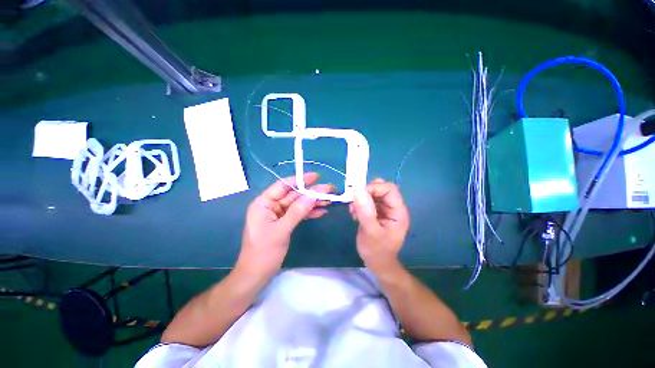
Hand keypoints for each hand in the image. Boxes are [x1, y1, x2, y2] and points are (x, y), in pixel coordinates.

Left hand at [237, 173, 332, 279]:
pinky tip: (322, 211)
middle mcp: (271, 206)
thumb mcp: (281, 230)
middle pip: (294, 195)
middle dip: (311, 193)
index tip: (316, 177)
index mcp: (264, 203)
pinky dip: (309, 213)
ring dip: (313, 202)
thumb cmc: (264, 252)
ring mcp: (278, 214)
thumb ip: (297, 211)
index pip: (283, 186)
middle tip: (329, 189)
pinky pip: (298, 214)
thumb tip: (313, 195)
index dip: (300, 180)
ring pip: (298, 204)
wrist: (256, 275)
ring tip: (329, 200)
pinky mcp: (285, 223)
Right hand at [349, 179, 409, 274]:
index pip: (389, 189)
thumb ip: (365, 212)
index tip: (358, 194)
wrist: (377, 264)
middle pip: (380, 189)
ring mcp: (384, 209)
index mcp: (398, 211)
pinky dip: (358, 204)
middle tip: (354, 202)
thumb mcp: (370, 232)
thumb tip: (357, 191)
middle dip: (365, 193)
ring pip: (372, 194)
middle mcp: (392, 207)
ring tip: (353, 211)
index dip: (374, 188)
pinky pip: (366, 201)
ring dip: (360, 199)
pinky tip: (354, 214)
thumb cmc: (377, 251)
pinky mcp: (375, 212)